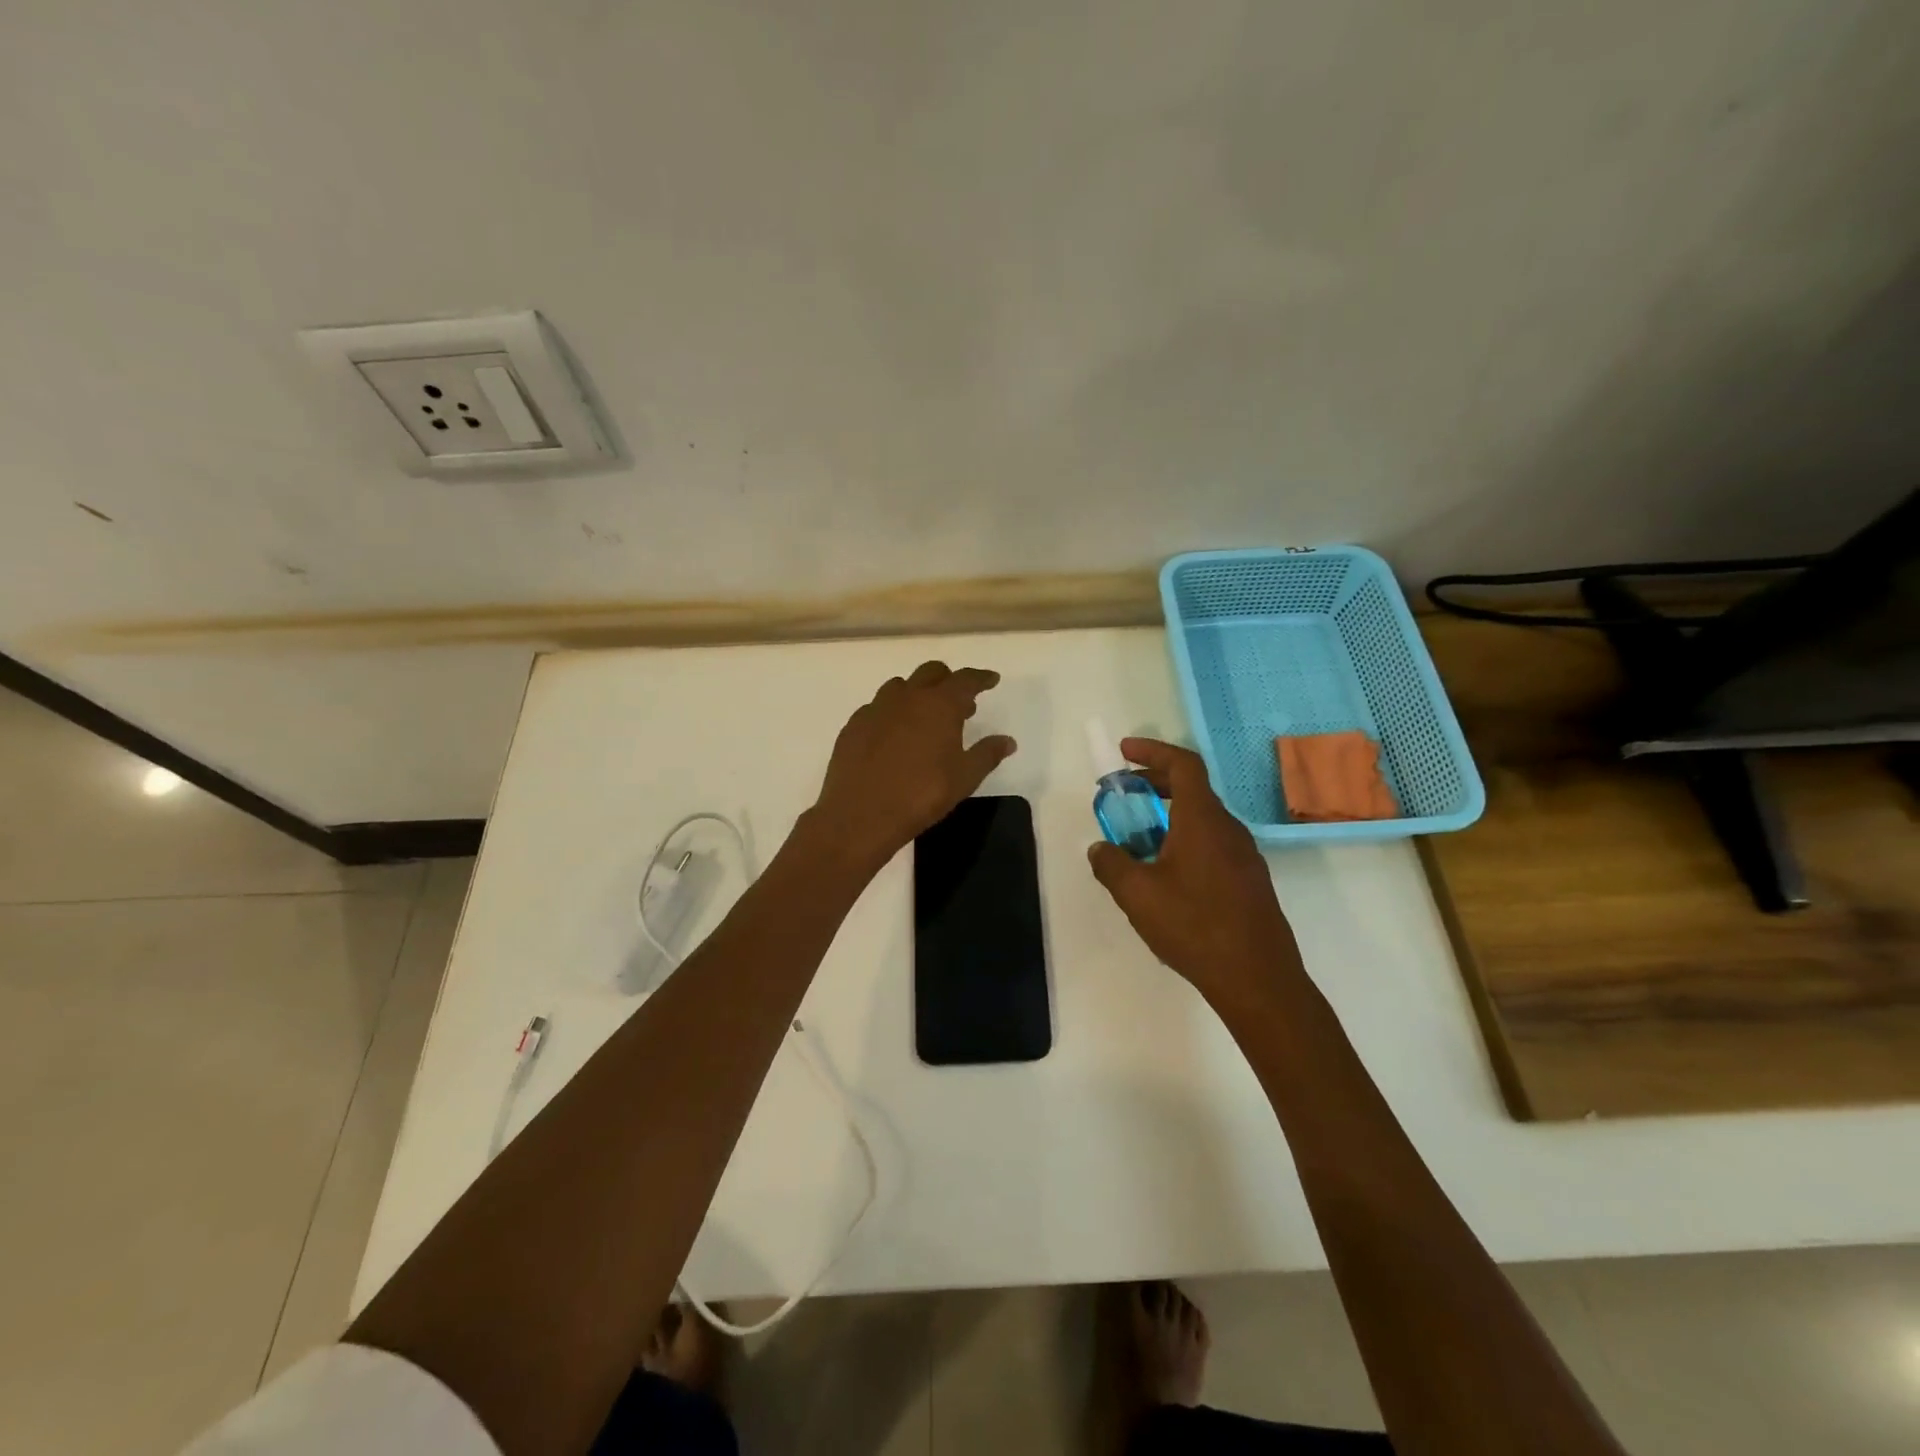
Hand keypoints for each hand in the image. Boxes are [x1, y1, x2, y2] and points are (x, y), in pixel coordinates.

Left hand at [810, 661, 1016, 871]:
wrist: (861, 814)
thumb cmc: (922, 794)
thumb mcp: (964, 778)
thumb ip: (987, 754)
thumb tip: (1008, 741)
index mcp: (939, 705)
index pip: (965, 679)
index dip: (981, 678)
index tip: (991, 680)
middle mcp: (907, 697)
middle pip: (931, 673)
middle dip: (948, 680)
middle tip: (960, 702)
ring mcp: (876, 708)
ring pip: (900, 686)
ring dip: (917, 693)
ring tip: (925, 717)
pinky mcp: (854, 725)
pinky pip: (877, 707)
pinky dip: (891, 712)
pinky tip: (893, 735)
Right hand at [1087, 738, 1301, 1002]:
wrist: (1258, 979)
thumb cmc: (1194, 927)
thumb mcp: (1137, 895)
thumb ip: (1111, 864)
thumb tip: (1100, 848)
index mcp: (1202, 820)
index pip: (1183, 764)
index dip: (1153, 750)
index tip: (1123, 752)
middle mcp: (1228, 828)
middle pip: (1193, 788)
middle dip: (1156, 783)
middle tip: (1124, 794)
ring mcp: (1244, 855)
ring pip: (1203, 819)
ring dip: (1169, 816)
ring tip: (1139, 841)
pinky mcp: (1250, 880)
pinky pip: (1213, 844)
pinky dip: (1185, 840)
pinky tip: (1167, 876)